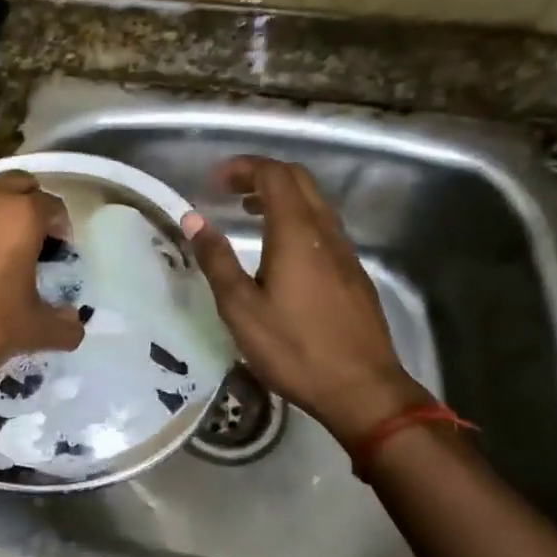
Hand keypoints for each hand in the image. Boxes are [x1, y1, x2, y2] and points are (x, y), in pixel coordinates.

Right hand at [183, 156, 425, 445]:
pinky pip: (323, 227)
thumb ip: (216, 259)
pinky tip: (279, 251)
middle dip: (262, 175)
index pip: (274, 175)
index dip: (244, 167)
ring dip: (280, 197)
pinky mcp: (353, 273)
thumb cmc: (294, 349)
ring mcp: (345, 252)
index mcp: (296, 233)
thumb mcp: (241, 308)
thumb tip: (193, 219)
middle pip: (298, 181)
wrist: (362, 389)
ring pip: (314, 203)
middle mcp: (325, 232)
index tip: (215, 180)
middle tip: (229, 190)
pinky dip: (296, 219)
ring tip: (248, 214)